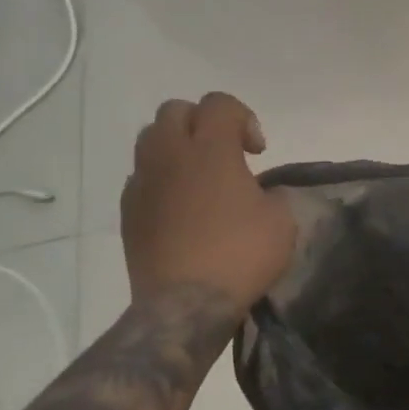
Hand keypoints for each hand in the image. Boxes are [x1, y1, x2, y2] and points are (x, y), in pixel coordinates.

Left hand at [121, 92, 296, 311]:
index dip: (243, 118)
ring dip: (175, 145)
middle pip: (175, 110)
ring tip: (197, 175)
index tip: (257, 151)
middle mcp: (170, 155)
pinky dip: (160, 178)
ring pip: (150, 139)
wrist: (185, 306)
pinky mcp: (127, 211)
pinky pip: (141, 176)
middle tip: (224, 152)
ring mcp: (143, 182)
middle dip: (202, 122)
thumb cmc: (240, 255)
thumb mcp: (281, 221)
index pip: (219, 104)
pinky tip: (179, 206)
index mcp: (211, 149)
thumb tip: (259, 193)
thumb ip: (272, 194)